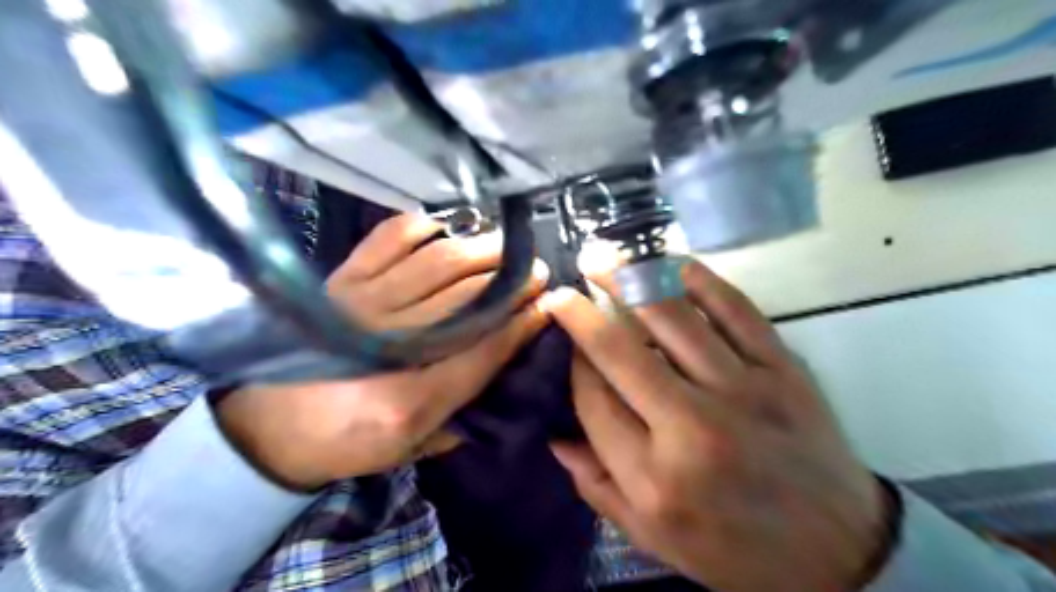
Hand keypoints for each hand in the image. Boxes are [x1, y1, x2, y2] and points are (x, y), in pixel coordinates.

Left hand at [214, 212, 544, 489]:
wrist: (268, 427)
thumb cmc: (347, 441)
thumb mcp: (411, 449)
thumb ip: (461, 418)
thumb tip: (500, 373)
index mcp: (411, 397)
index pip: (484, 350)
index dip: (521, 323)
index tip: (546, 305)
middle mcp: (391, 342)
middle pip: (465, 298)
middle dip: (509, 280)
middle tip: (535, 270)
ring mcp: (363, 303)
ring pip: (436, 263)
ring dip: (479, 249)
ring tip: (505, 245)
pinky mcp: (341, 281)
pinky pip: (387, 240)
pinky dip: (419, 227)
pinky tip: (444, 227)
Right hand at [545, 261, 889, 590]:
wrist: (838, 552)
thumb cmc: (733, 548)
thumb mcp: (652, 537)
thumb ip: (596, 485)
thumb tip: (554, 434)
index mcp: (655, 477)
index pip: (592, 399)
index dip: (572, 365)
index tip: (566, 347)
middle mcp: (693, 427)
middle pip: (620, 351)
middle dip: (581, 314)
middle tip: (562, 290)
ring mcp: (743, 390)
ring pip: (671, 317)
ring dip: (628, 280)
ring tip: (602, 260)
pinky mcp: (782, 367)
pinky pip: (734, 307)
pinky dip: (697, 279)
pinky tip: (668, 263)